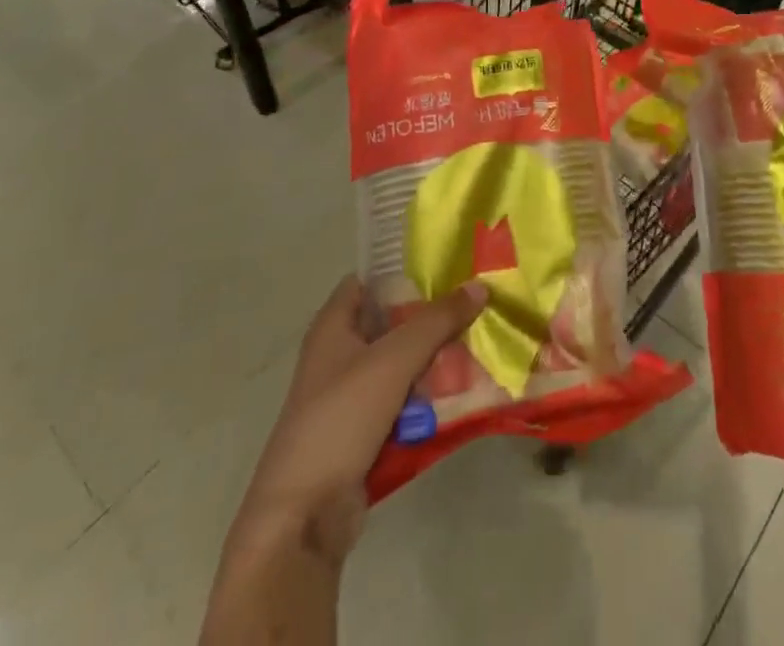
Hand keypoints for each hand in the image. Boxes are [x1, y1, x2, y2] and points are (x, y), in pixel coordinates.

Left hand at [224, 275, 486, 565]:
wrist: (303, 517)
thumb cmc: (340, 419)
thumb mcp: (393, 360)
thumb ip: (437, 321)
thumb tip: (479, 286)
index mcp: (333, 326)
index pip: (370, 281)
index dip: (404, 271)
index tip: (448, 268)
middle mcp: (338, 355)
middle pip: (392, 324)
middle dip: (431, 319)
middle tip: (475, 310)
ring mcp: (350, 397)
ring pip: (401, 366)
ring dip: (435, 362)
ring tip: (480, 348)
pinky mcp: (363, 433)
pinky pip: (402, 403)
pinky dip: (427, 399)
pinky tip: (463, 394)